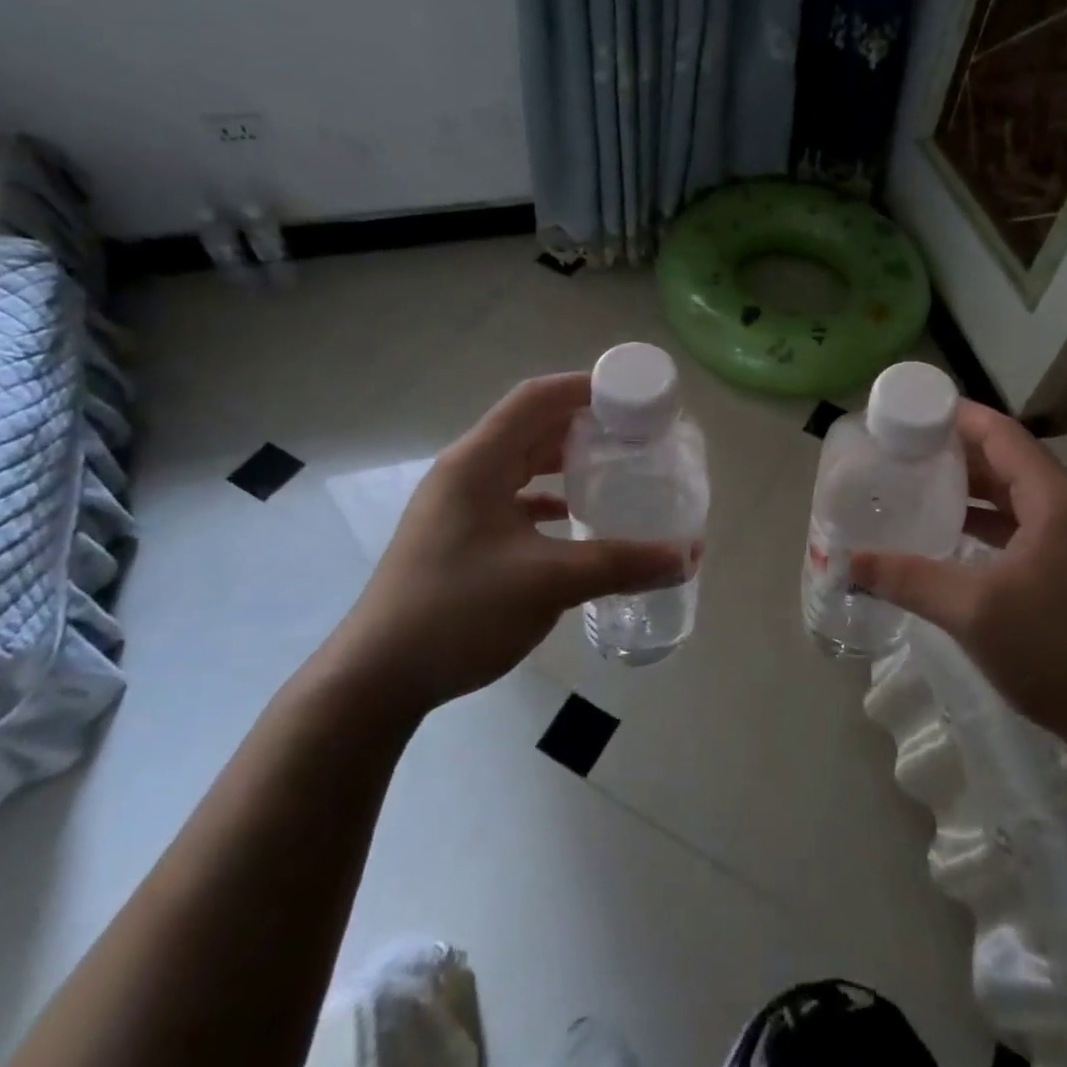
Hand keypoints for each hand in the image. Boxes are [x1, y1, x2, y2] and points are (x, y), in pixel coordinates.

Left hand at [327, 374, 685, 716]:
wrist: (376, 680)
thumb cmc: (458, 612)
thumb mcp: (548, 583)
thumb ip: (622, 564)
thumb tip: (690, 555)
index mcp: (477, 462)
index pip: (536, 398)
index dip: (585, 387)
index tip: (634, 395)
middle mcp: (465, 473)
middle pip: (531, 427)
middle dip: (584, 424)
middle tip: (635, 433)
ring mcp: (459, 506)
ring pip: (521, 465)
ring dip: (565, 462)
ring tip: (615, 468)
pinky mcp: (460, 537)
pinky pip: (513, 500)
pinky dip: (548, 499)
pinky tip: (577, 519)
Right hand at [850, 403, 1066, 753]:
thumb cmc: (1056, 651)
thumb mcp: (972, 610)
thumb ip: (906, 577)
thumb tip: (846, 561)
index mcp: (1056, 498)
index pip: (1001, 433)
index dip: (954, 416)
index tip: (908, 411)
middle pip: (1007, 459)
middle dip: (955, 451)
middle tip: (901, 448)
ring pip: (1015, 494)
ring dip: (970, 487)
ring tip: (916, 482)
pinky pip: (1023, 524)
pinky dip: (987, 521)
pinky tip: (951, 532)